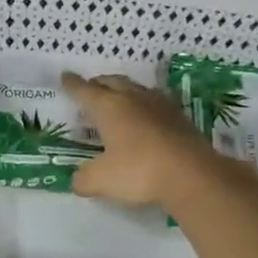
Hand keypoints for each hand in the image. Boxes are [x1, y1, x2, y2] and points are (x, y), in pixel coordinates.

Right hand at [62, 72, 223, 209]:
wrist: (192, 175)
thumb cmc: (139, 172)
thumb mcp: (100, 180)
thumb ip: (84, 179)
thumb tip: (78, 180)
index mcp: (109, 108)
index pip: (85, 91)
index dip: (73, 85)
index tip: (65, 77)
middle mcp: (134, 99)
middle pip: (113, 82)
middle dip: (99, 83)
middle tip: (90, 87)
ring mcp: (161, 107)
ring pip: (137, 89)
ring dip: (124, 90)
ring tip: (118, 98)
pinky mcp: (180, 119)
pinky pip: (156, 103)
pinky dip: (144, 105)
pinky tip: (146, 115)